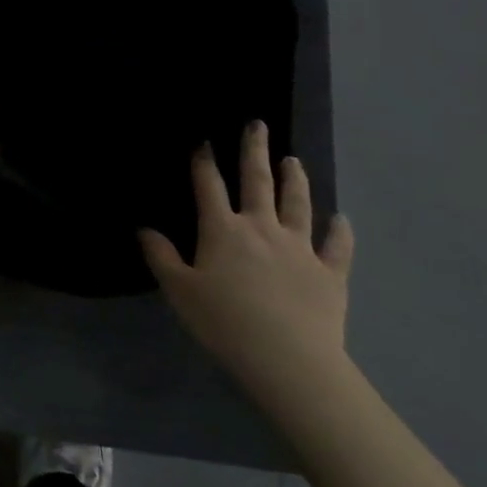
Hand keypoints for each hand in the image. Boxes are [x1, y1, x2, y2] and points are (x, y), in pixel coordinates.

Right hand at [139, 121, 354, 405]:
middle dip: (255, 151)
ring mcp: (300, 248)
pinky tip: (342, 219)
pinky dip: (340, 231)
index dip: (204, 161)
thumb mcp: (180, 291)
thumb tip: (145, 229)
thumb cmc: (225, 323)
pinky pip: (337, 247)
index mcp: (223, 230)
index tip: (203, 139)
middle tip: (258, 124)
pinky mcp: (330, 274)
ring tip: (294, 160)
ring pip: (298, 205)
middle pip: (258, 181)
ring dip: (295, 180)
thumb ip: (161, 257)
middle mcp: (261, 228)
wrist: (289, 361)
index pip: (209, 185)